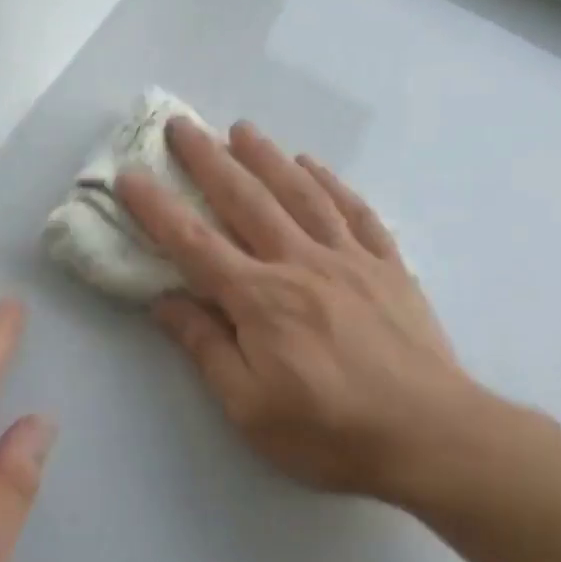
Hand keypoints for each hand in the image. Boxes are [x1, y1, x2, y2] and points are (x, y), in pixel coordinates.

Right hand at [117, 120, 486, 509]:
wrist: (430, 436)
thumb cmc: (328, 432)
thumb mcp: (248, 406)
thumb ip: (205, 347)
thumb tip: (165, 302)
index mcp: (259, 299)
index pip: (194, 243)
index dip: (157, 208)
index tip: (129, 175)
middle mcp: (300, 264)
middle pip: (246, 200)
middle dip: (209, 160)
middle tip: (183, 125)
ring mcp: (349, 260)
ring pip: (301, 193)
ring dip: (267, 157)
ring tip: (242, 129)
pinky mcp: (389, 268)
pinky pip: (355, 212)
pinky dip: (331, 183)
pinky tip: (314, 166)